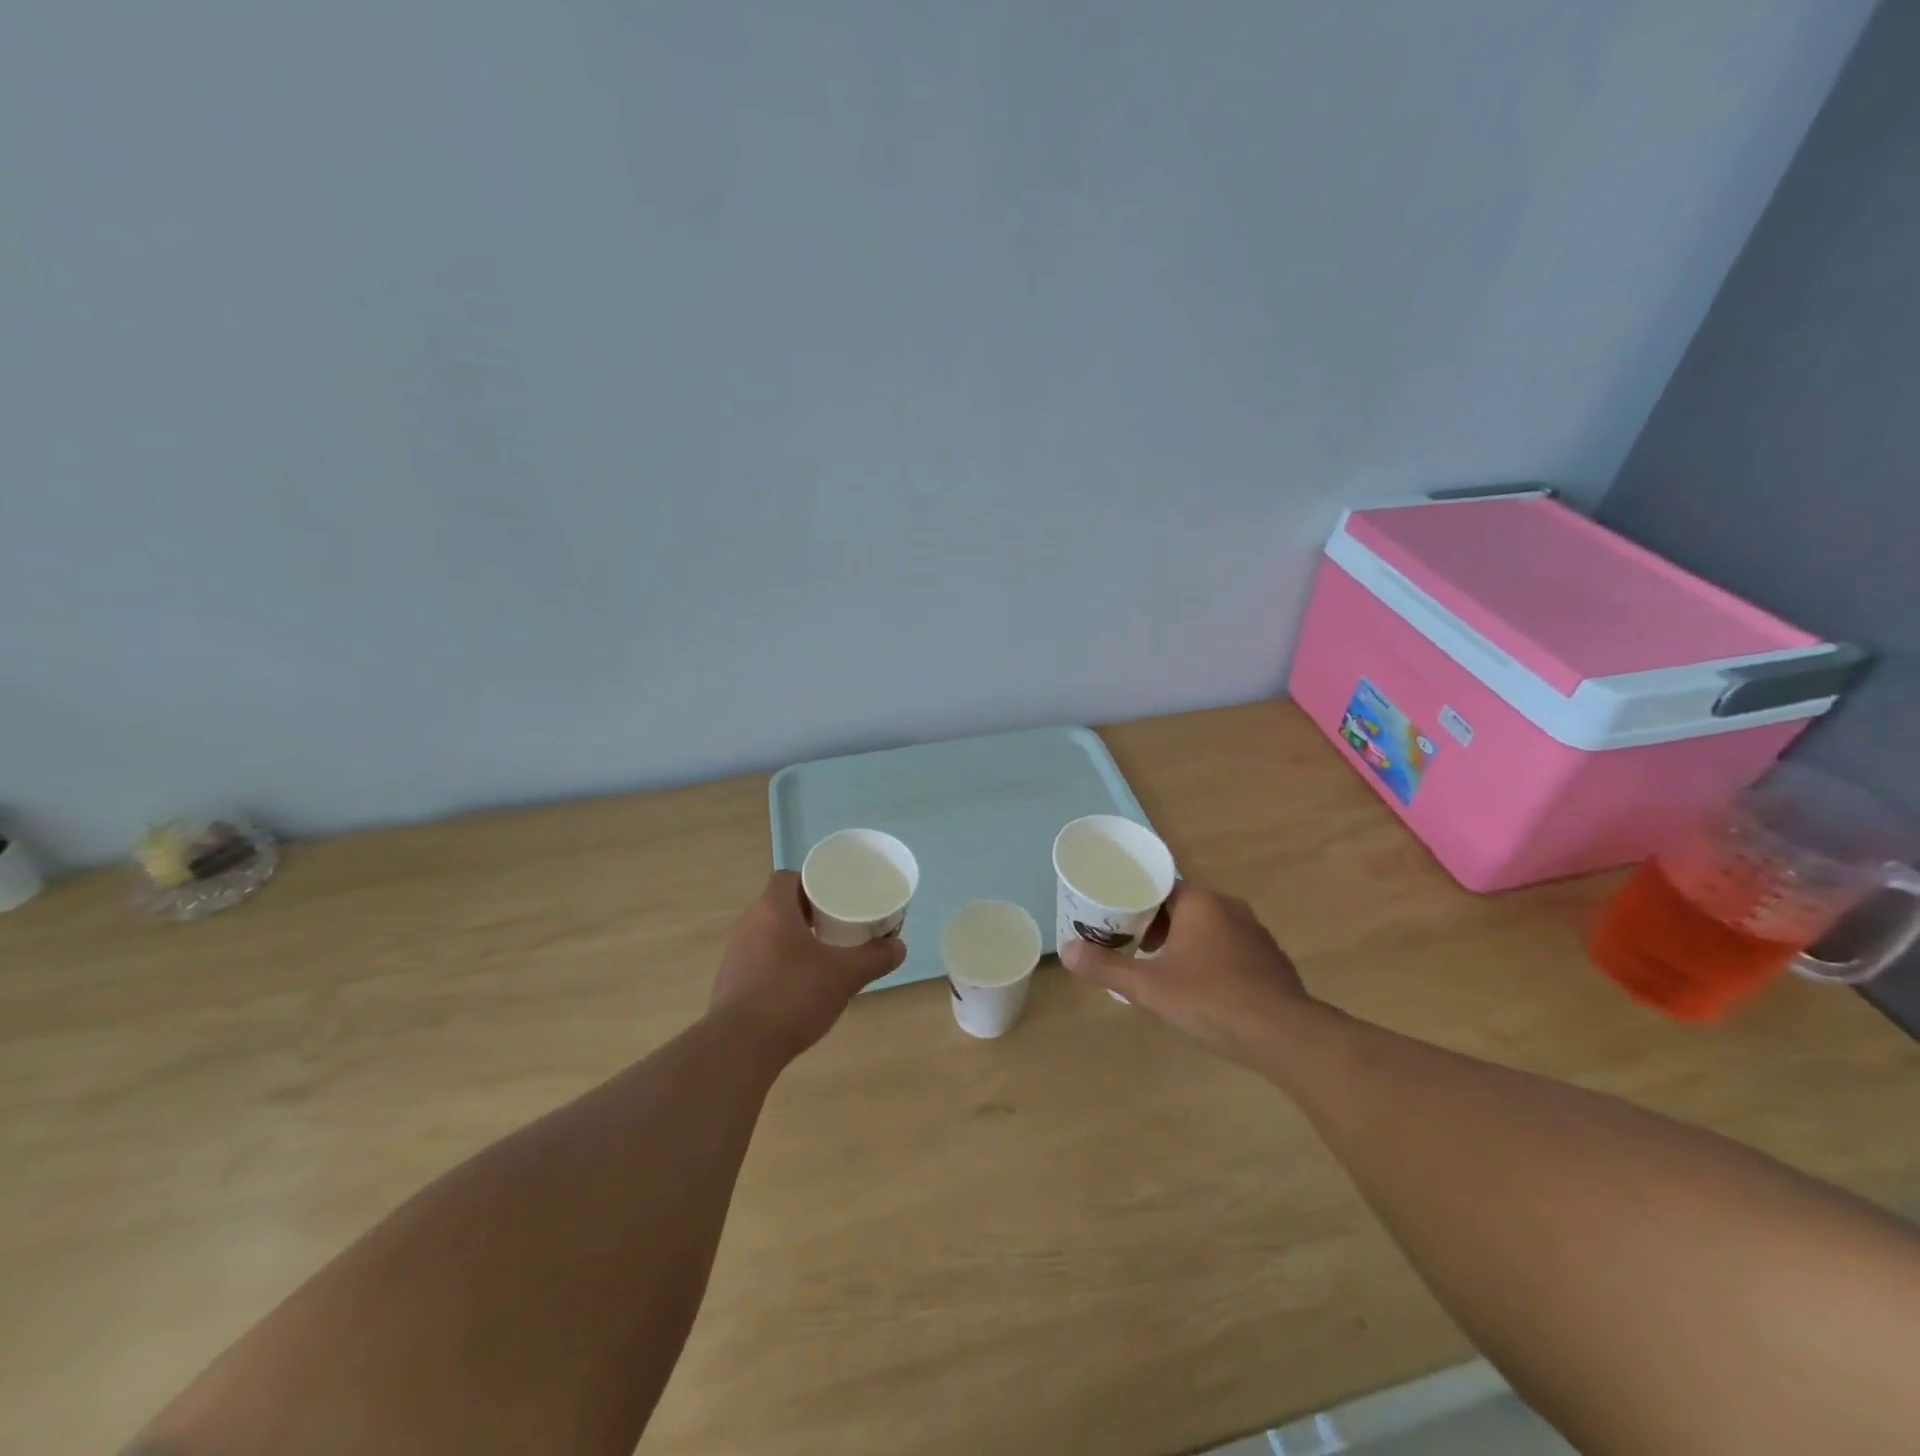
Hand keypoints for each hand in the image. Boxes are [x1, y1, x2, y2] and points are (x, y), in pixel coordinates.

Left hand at [709, 871, 906, 1061]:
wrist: (739, 1048)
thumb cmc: (793, 996)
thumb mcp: (844, 976)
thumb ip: (874, 959)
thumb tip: (899, 947)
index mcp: (773, 910)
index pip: (787, 878)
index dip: (810, 883)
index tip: (833, 897)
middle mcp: (749, 926)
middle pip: (779, 905)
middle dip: (807, 913)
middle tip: (836, 925)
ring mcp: (735, 955)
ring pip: (768, 934)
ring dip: (792, 939)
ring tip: (821, 955)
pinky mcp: (730, 983)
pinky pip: (759, 961)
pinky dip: (779, 965)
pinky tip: (798, 986)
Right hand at [1059, 882, 1315, 1064]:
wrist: (1283, 1035)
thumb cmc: (1209, 999)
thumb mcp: (1148, 986)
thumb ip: (1106, 967)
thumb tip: (1066, 951)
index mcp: (1199, 902)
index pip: (1160, 887)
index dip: (1135, 901)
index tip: (1116, 919)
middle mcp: (1229, 907)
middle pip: (1183, 906)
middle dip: (1156, 924)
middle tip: (1131, 946)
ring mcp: (1255, 933)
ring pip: (1208, 927)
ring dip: (1184, 941)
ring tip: (1161, 967)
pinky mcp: (1270, 959)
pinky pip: (1230, 948)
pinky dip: (1210, 958)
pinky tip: (1201, 986)